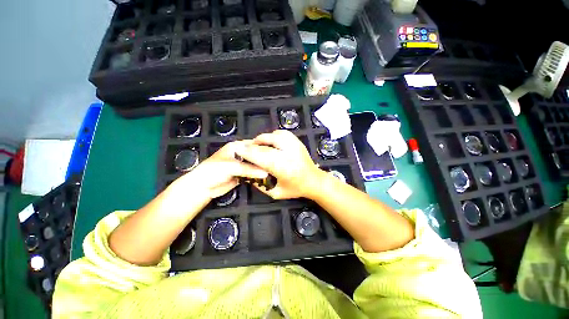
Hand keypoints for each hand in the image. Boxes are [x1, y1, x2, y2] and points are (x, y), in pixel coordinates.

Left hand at [171, 141, 267, 199]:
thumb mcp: (232, 167)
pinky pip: (252, 174)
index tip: (275, 152)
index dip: (263, 148)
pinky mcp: (242, 175)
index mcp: (237, 147)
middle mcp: (240, 155)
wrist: (203, 187)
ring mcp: (242, 165)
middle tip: (277, 163)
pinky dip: (258, 176)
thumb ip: (250, 169)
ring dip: (262, 168)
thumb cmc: (214, 171)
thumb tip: (266, 172)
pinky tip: (266, 177)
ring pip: (255, 165)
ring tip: (274, 170)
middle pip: (255, 156)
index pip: (253, 145)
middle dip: (264, 159)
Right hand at [235, 130, 320, 198]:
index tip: (238, 151)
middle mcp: (289, 153)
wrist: (314, 181)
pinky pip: (283, 133)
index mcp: (283, 167)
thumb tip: (248, 174)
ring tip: (258, 144)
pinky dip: (273, 135)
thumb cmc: (295, 189)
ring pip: (274, 135)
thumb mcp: (276, 193)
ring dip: (263, 139)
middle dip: (253, 145)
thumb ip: (261, 185)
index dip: (248, 152)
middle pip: (266, 144)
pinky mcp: (298, 142)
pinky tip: (270, 141)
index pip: (261, 156)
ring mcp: (295, 145)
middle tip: (246, 148)